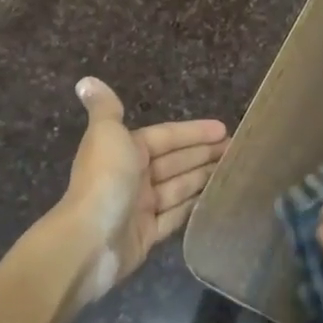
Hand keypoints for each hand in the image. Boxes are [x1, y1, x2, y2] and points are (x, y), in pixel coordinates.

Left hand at [63, 77, 227, 287]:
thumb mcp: (106, 135)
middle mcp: (132, 176)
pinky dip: (192, 207)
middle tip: (236, 150)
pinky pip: (175, 216)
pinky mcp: (147, 235)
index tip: (223, 129)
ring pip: (178, 188)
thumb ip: (105, 108)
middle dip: (203, 154)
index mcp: (124, 150)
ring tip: (233, 171)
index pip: (165, 136)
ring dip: (202, 178)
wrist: (89, 240)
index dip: (193, 132)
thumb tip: (86, 81)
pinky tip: (214, 199)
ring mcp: (140, 207)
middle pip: (174, 162)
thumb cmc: (104, 181)